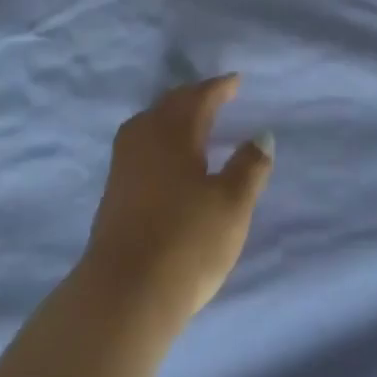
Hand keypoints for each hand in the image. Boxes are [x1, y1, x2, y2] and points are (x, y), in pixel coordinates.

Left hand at [79, 75, 273, 330]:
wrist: (124, 294)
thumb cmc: (187, 242)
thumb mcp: (232, 205)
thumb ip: (249, 167)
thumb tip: (262, 135)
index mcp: (175, 131)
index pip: (200, 97)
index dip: (220, 87)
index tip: (236, 81)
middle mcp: (145, 136)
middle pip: (171, 104)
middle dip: (194, 96)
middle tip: (215, 95)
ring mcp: (124, 163)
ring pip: (151, 122)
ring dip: (173, 115)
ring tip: (192, 121)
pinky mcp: (114, 190)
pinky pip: (141, 143)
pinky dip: (160, 136)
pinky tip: (167, 156)